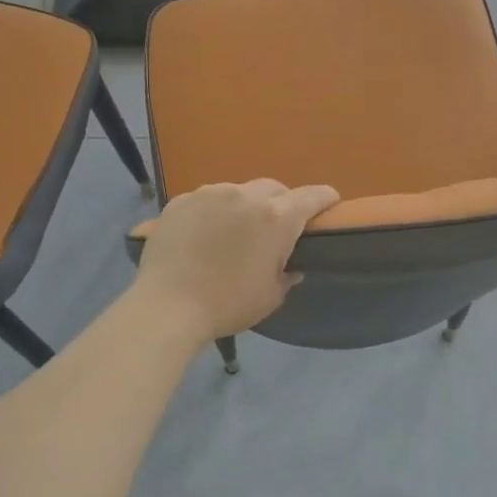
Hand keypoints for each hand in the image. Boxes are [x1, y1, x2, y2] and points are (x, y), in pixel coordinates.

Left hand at [132, 179, 340, 341]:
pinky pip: (206, 200)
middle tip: (276, 228)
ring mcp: (209, 194)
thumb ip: (286, 275)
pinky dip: (213, 212)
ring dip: (244, 206)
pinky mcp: (180, 201)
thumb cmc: (227, 304)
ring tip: (234, 231)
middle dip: (282, 203)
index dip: (325, 199)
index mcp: (276, 217)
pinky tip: (203, 235)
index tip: (329, 205)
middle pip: (274, 189)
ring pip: (238, 191)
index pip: (312, 196)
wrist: (166, 306)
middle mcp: (245, 195)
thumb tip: (291, 266)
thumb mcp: (270, 297)